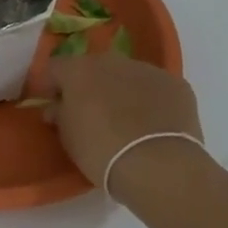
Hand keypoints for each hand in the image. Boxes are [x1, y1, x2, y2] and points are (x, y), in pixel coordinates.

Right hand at [39, 52, 204, 199]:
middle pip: (93, 67)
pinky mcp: (177, 85)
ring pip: (127, 75)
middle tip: (88, 112)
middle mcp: (111, 61)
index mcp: (78, 69)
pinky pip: (155, 89)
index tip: (51, 104)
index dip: (50, 86)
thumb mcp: (67, 136)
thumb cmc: (101, 151)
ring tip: (124, 120)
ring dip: (121, 91)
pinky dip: (150, 101)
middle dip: (88, 85)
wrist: (159, 166)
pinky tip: (152, 125)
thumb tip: (57, 107)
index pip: (55, 68)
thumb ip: (59, 114)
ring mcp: (148, 69)